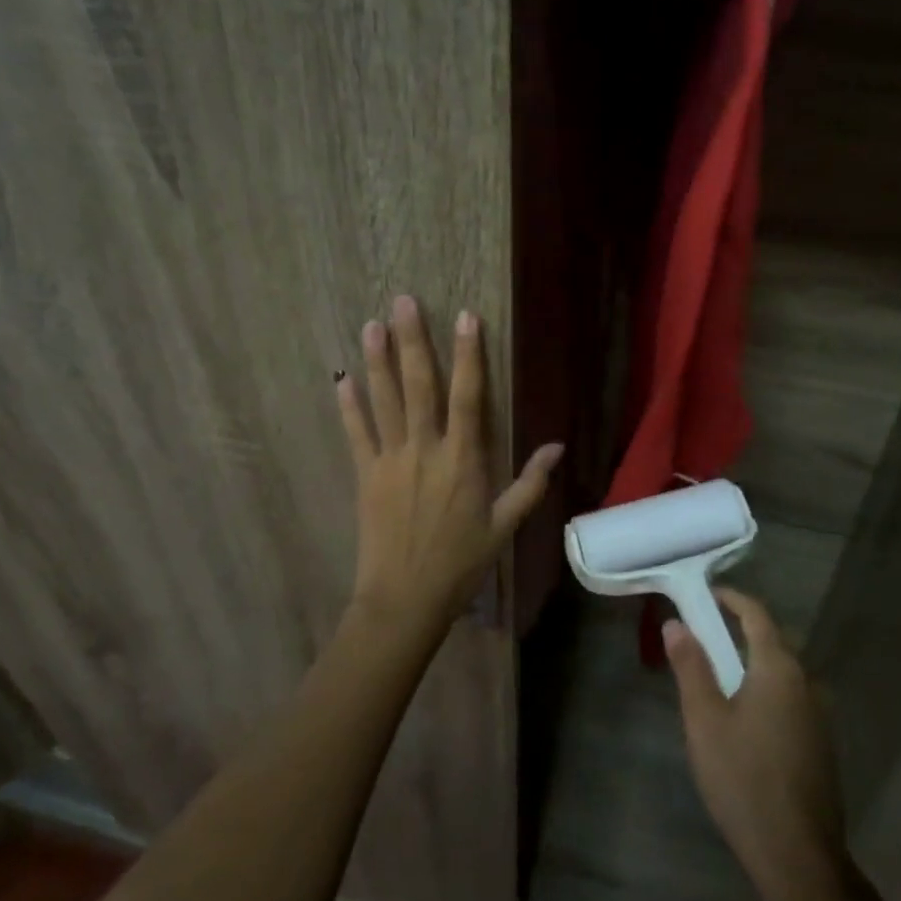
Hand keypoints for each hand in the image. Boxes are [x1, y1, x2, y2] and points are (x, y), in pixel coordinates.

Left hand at [336, 295, 561, 632]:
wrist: (405, 599)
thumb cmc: (461, 564)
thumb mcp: (505, 527)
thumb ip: (531, 484)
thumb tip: (557, 446)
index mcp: (463, 460)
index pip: (468, 396)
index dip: (468, 354)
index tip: (465, 316)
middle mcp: (425, 450)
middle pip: (419, 386)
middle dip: (413, 341)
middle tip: (404, 301)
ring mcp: (390, 460)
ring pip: (384, 401)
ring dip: (377, 361)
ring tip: (372, 324)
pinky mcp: (365, 475)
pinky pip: (356, 433)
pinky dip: (349, 406)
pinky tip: (342, 378)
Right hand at [664, 589, 849, 900]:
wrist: (798, 856)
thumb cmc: (744, 779)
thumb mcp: (705, 720)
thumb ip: (691, 667)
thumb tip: (676, 624)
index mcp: (779, 669)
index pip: (757, 615)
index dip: (732, 599)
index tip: (706, 594)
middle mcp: (806, 682)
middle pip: (773, 641)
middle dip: (740, 630)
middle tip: (704, 635)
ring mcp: (820, 715)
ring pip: (783, 672)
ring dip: (753, 662)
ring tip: (718, 675)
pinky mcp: (821, 743)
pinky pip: (791, 698)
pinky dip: (766, 689)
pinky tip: (745, 717)